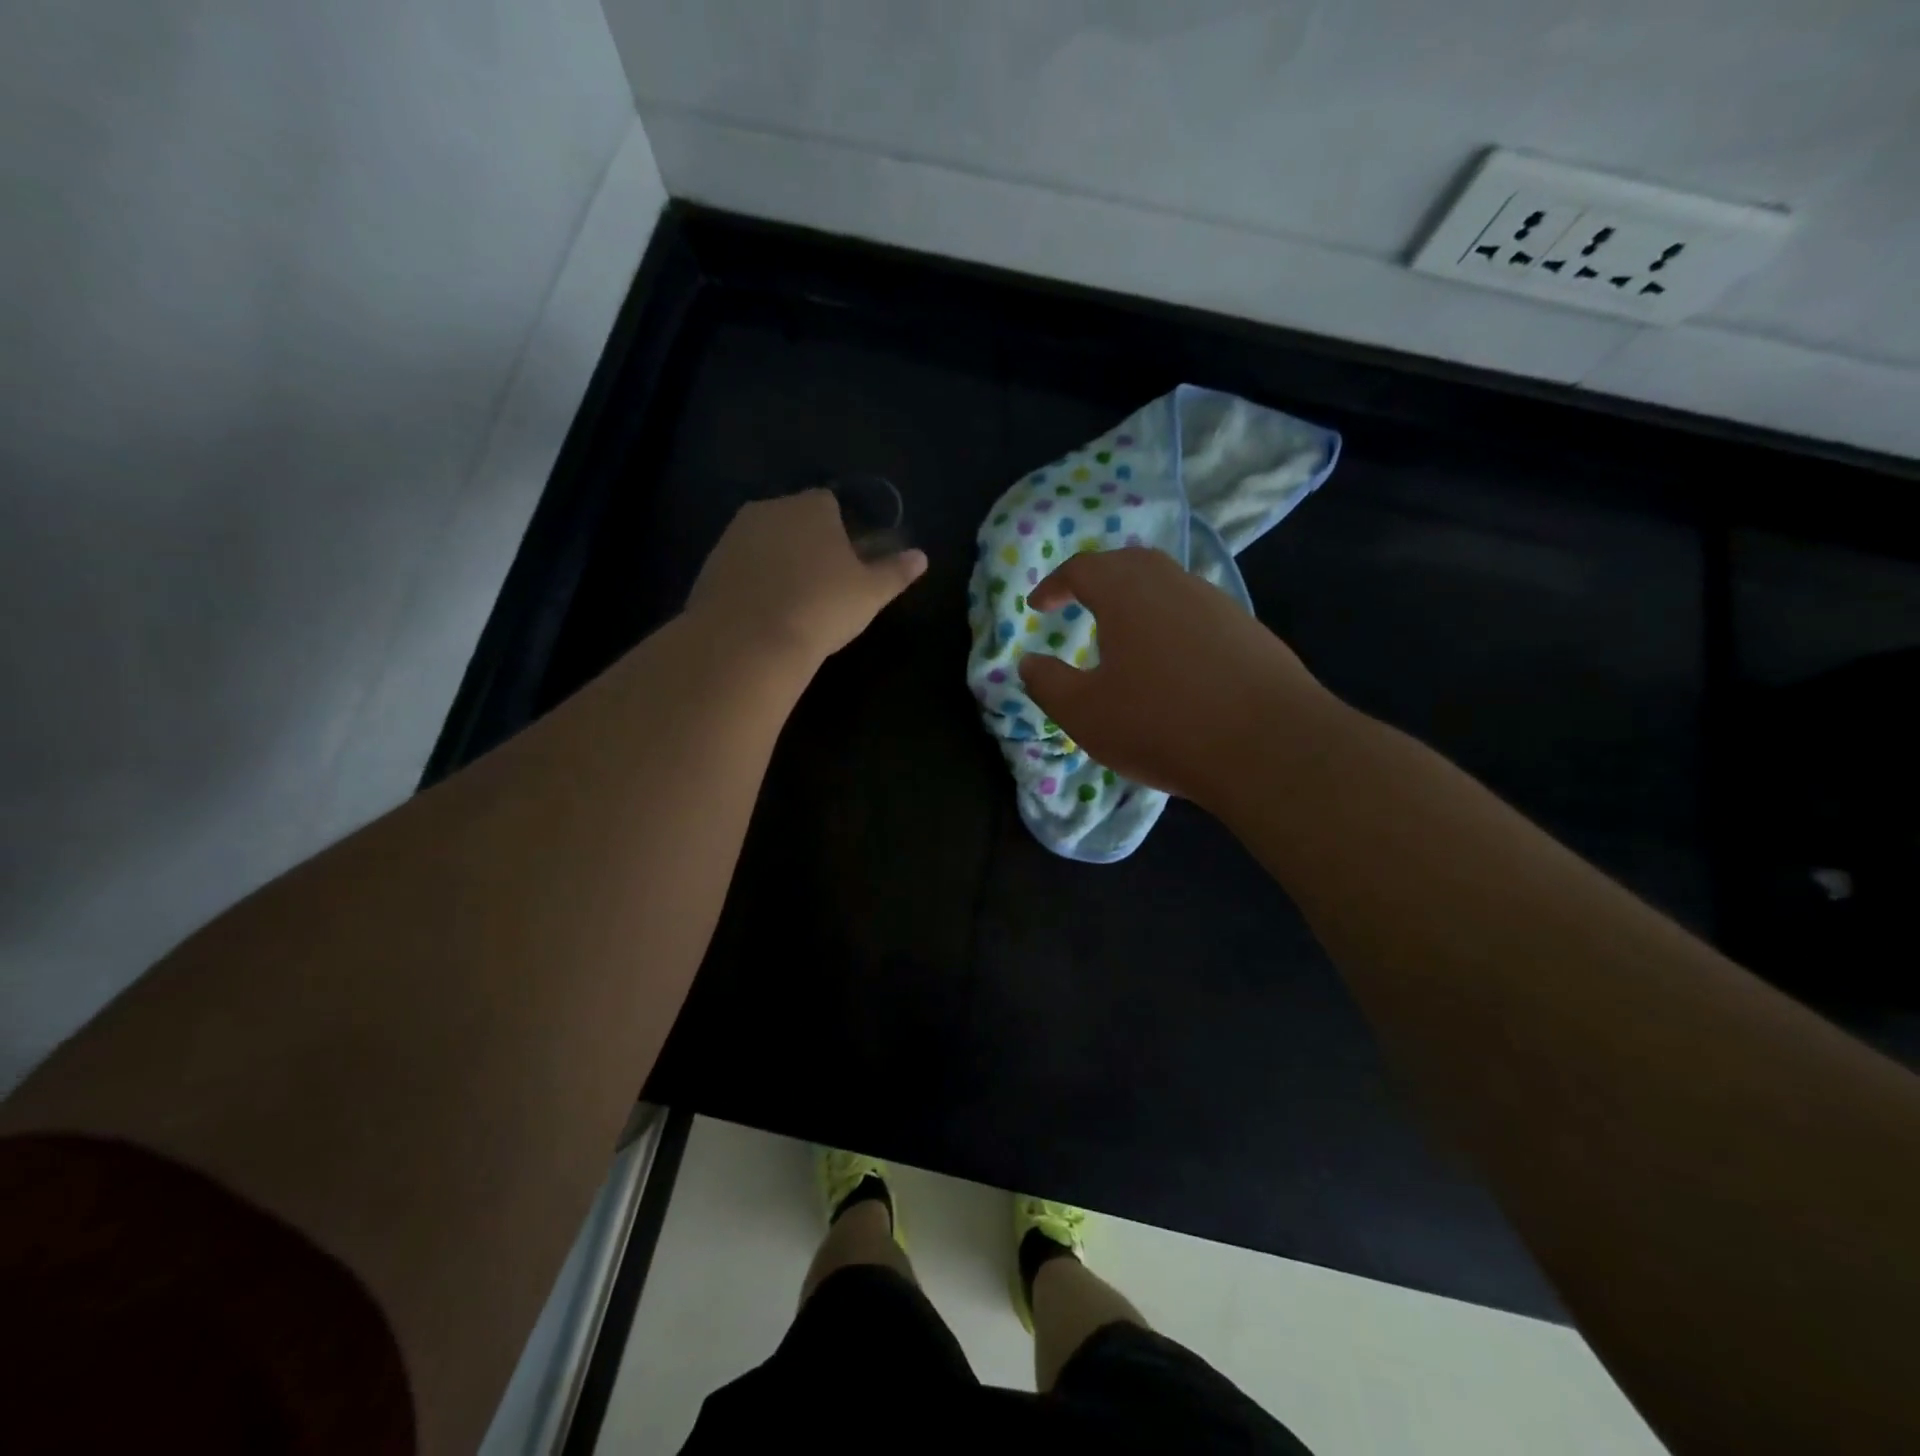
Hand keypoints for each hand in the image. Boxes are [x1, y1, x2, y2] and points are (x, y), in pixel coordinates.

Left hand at [687, 490, 927, 666]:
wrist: (749, 640)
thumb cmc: (821, 607)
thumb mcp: (870, 593)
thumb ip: (895, 572)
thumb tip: (921, 557)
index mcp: (811, 506)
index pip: (830, 504)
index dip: (842, 531)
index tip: (848, 563)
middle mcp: (769, 509)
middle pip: (794, 520)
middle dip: (807, 544)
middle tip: (823, 586)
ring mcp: (734, 536)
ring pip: (765, 543)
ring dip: (778, 563)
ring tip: (793, 603)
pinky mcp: (710, 565)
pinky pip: (741, 568)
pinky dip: (753, 583)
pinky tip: (764, 614)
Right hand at [1017, 547, 1333, 804]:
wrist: (1270, 747)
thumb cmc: (1160, 724)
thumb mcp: (1084, 713)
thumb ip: (1047, 683)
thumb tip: (1029, 662)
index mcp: (1127, 593)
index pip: (1082, 569)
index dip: (1054, 584)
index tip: (1039, 606)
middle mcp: (1174, 584)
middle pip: (1129, 564)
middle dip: (1099, 579)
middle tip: (1080, 603)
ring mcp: (1218, 605)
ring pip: (1168, 586)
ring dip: (1138, 601)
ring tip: (1123, 635)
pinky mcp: (1250, 632)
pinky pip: (1197, 614)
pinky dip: (1171, 624)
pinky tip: (1173, 662)